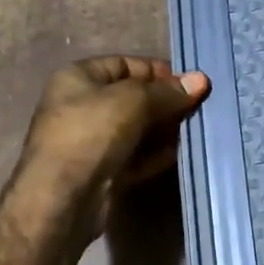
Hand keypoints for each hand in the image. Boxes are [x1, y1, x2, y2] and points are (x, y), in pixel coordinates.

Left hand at [19, 56, 209, 232]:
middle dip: (164, 102)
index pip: (124, 64)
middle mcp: (80, 106)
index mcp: (78, 78)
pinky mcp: (100, 173)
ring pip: (135, 129)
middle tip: (197, 108)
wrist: (62, 200)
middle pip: (132, 97)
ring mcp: (89, 142)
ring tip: (192, 129)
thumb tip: (201, 80)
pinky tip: (177, 154)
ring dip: (163, 130)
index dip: (157, 71)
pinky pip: (133, 157)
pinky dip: (154, 155)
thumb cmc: (92, 134)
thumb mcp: (134, 101)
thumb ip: (168, 91)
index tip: (189, 83)